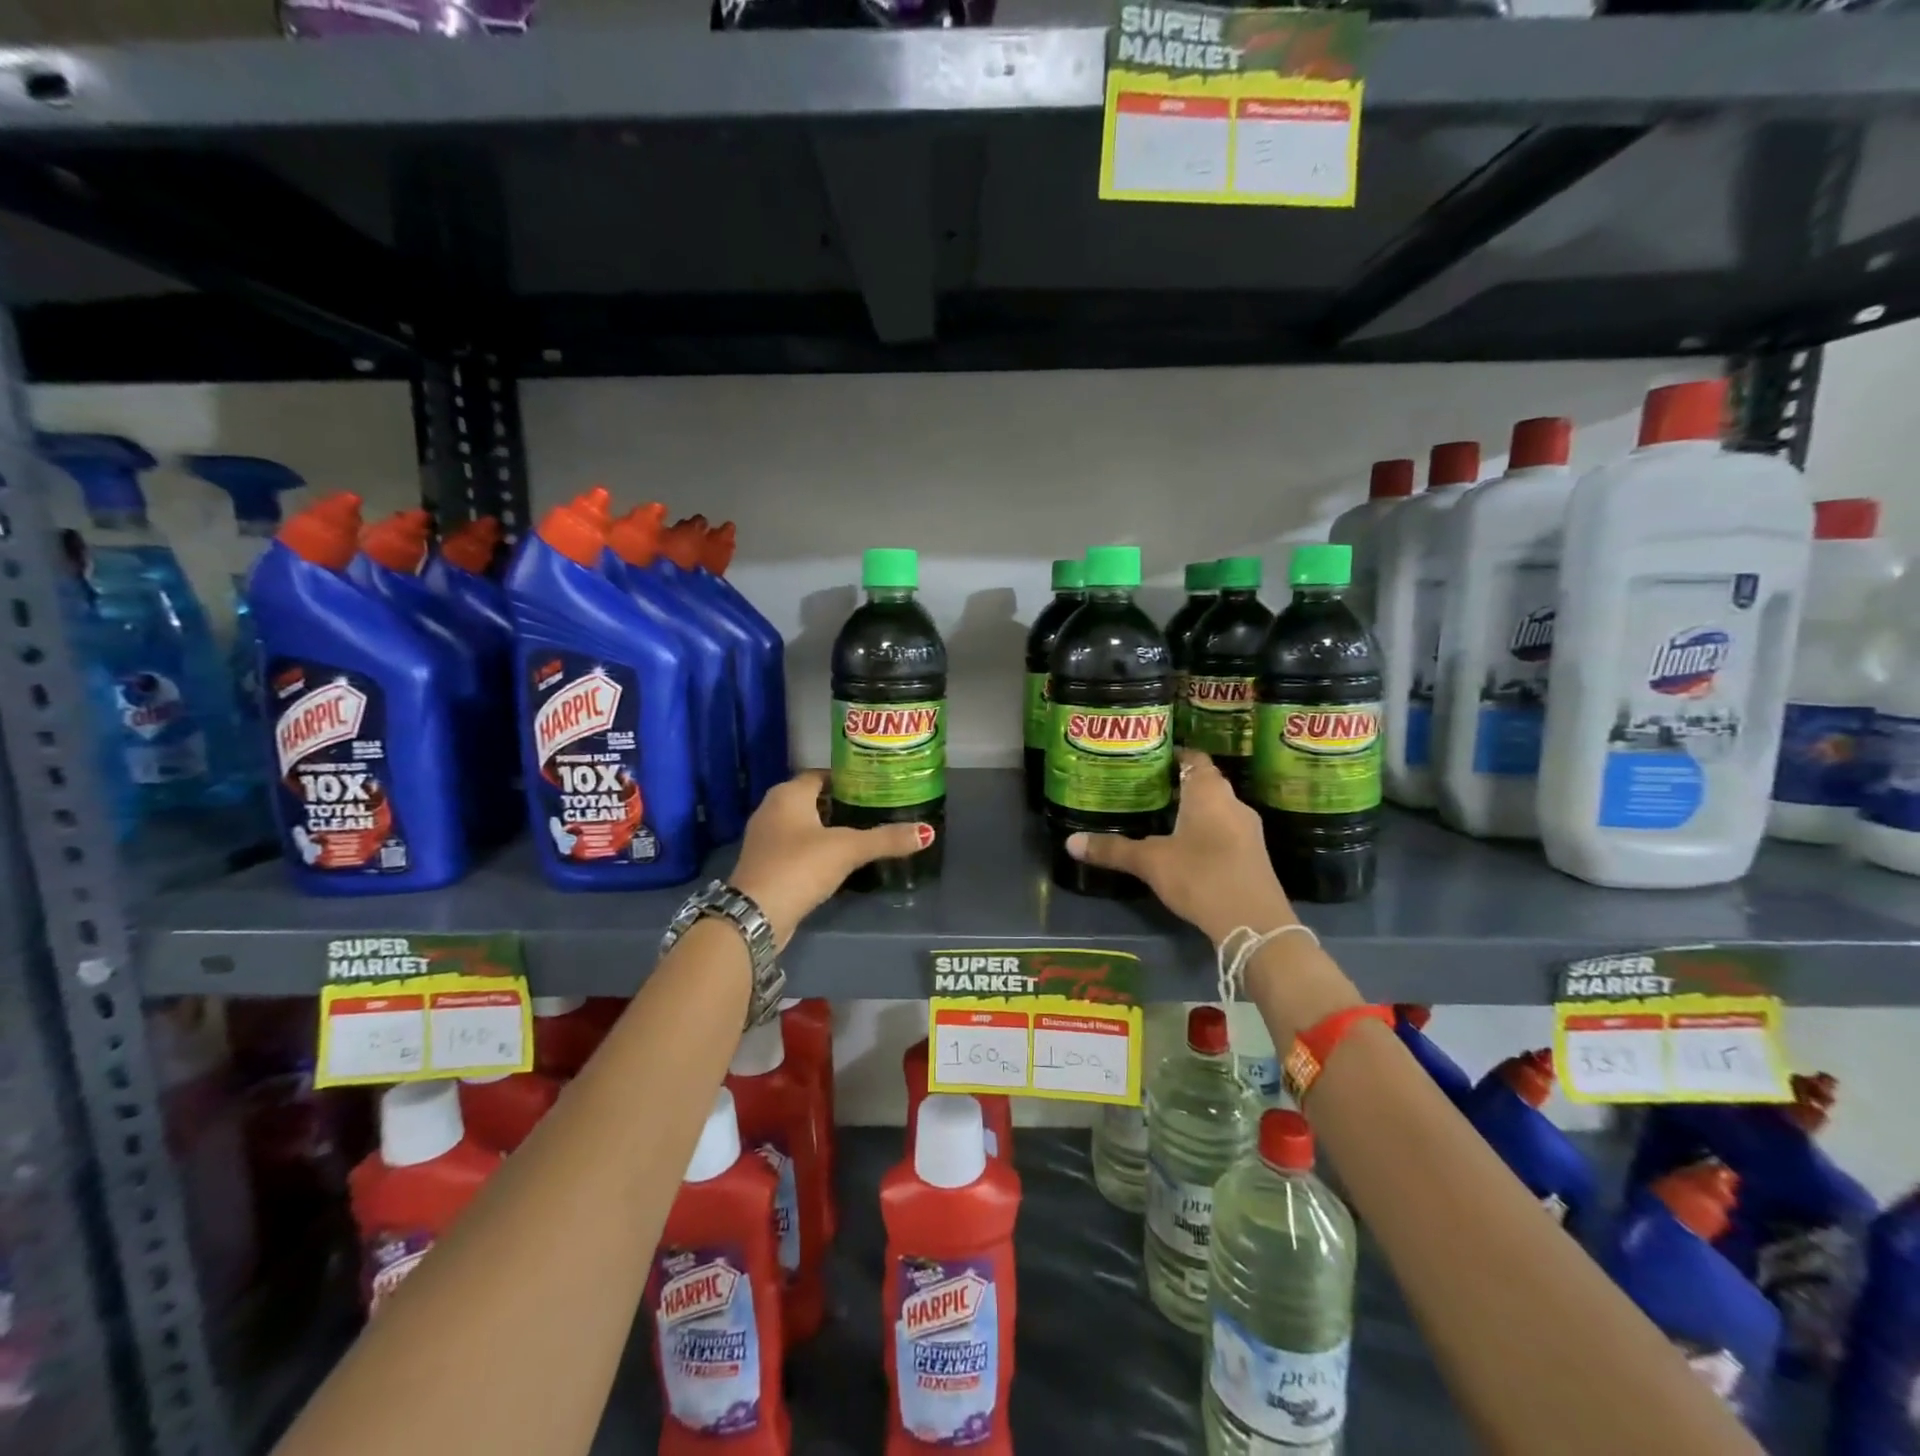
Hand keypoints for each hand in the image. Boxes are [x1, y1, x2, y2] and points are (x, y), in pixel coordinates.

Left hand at [729, 770, 931, 948]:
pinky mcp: (765, 864)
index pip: (820, 775)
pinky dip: (815, 848)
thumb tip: (928, 832)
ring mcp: (765, 838)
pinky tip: (837, 860)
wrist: (756, 915)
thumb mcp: (847, 849)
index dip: (847, 779)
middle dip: (841, 803)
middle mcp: (771, 809)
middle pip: (812, 799)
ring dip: (827, 828)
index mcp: (787, 794)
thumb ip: (886, 839)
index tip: (874, 786)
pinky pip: (795, 847)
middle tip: (874, 809)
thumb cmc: (799, 867)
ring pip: (803, 824)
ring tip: (861, 833)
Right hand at [1067, 750, 1295, 944]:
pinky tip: (1182, 846)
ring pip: (1214, 808)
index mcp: (1209, 791)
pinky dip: (1203, 831)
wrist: (1254, 924)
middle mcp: (1233, 802)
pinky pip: (1224, 830)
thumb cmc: (1201, 876)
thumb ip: (1113, 849)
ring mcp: (1247, 829)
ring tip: (1156, 816)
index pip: (1193, 758)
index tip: (1146, 757)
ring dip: (1190, 810)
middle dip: (1175, 784)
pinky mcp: (1252, 854)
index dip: (1172, 754)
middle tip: (1142, 787)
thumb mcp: (1151, 862)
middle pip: (1203, 782)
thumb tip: (1070, 842)